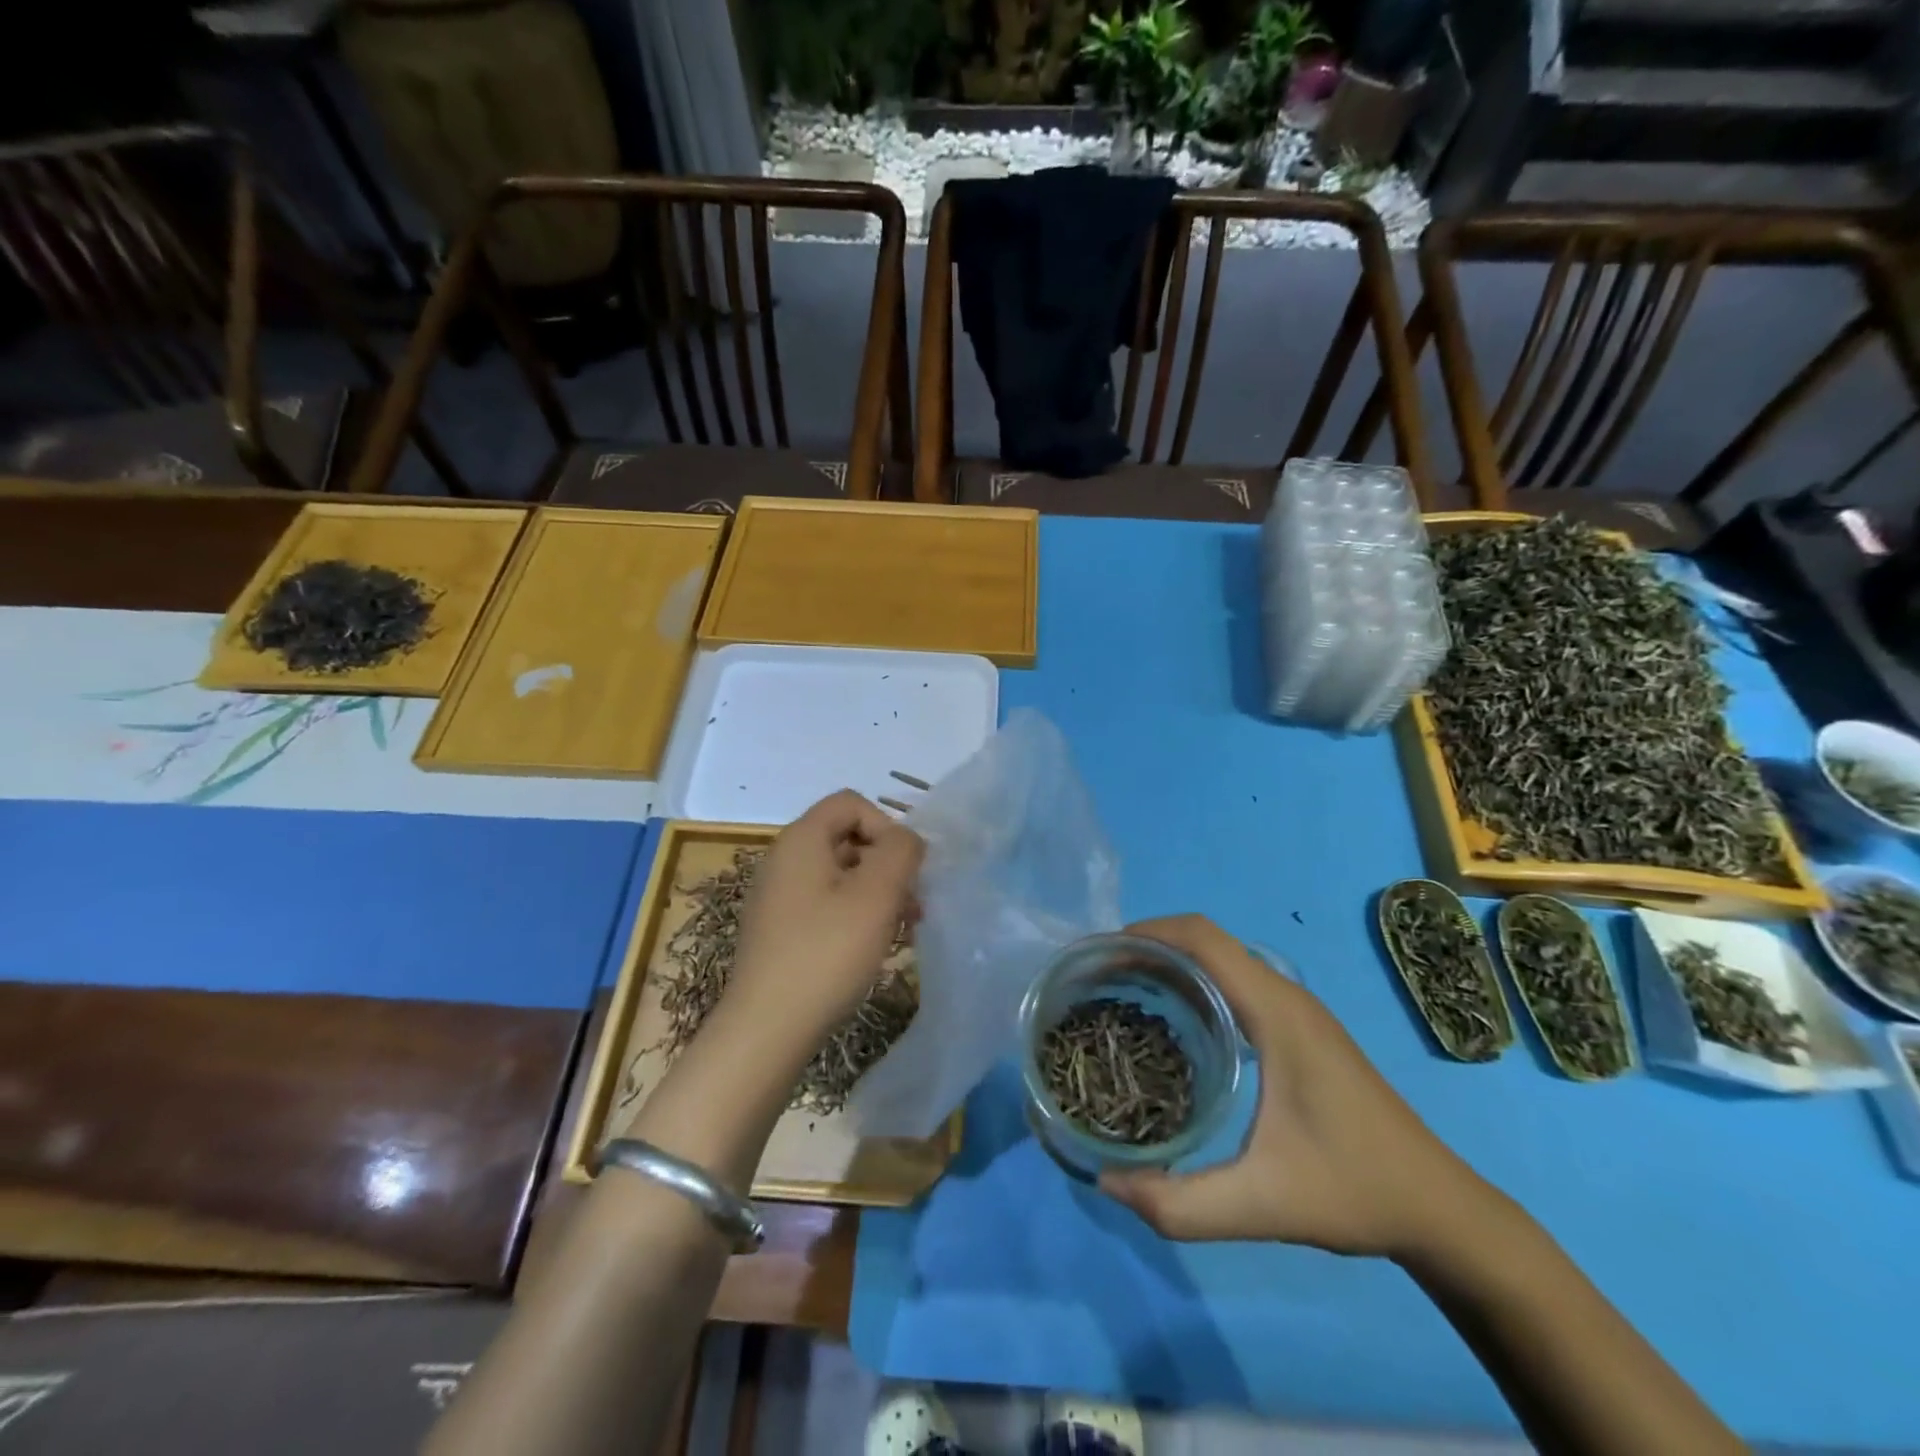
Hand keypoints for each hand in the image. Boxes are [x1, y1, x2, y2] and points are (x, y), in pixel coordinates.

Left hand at [726, 790, 923, 1048]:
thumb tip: (905, 840)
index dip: (886, 826)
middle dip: (887, 864)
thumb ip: (901, 851)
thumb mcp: (877, 894)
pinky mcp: (779, 930)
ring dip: (877, 892)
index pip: (851, 803)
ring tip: (903, 928)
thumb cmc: (826, 953)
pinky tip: (873, 947)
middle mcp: (783, 859)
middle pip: (847, 838)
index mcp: (801, 840)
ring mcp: (777, 897)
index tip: (904, 870)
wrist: (766, 1029)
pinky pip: (825, 904)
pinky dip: (854, 914)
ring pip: (840, 875)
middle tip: (913, 903)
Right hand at [1099, 915, 1495, 1260]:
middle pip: (1207, 940)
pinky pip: (1237, 981)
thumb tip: (1105, 1181)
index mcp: (1277, 1012)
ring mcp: (1298, 1009)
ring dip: (1174, 962)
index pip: (1204, 938)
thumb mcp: (1262, 1204)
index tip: (1101, 955)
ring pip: (1223, 959)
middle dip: (1150, 946)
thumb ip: (1180, 1203)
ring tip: (1126, 994)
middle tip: (1100, 979)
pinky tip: (1177, 1025)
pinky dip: (1197, 982)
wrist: (1440, 1209)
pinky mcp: (1301, 1028)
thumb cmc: (1354, 1191)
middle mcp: (1286, 995)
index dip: (1149, 932)